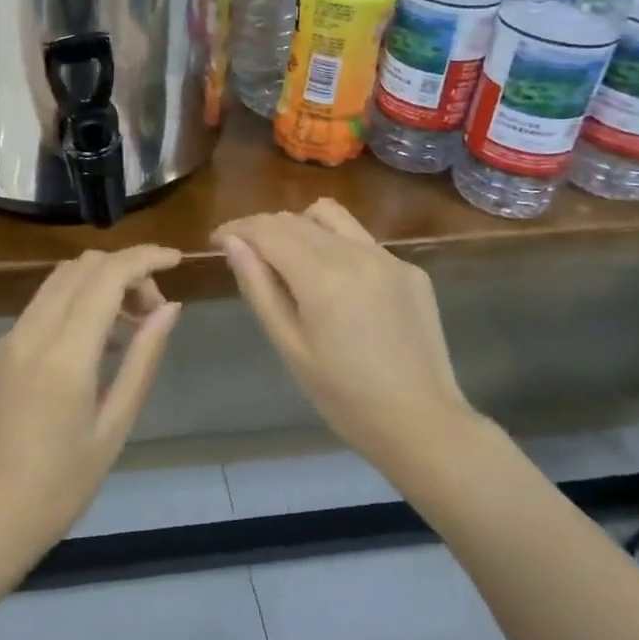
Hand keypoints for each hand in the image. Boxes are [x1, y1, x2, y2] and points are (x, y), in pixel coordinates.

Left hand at [0, 246, 182, 569]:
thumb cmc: (61, 487)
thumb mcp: (114, 426)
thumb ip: (143, 359)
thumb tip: (169, 307)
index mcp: (65, 354)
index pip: (107, 275)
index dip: (145, 258)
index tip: (176, 259)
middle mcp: (31, 333)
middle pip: (82, 266)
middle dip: (125, 270)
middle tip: (153, 310)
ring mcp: (7, 338)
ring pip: (59, 281)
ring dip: (98, 284)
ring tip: (128, 328)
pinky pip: (41, 307)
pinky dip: (74, 305)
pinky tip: (91, 347)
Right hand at [214, 199, 475, 476]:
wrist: (422, 423)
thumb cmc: (343, 396)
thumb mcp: (289, 346)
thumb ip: (258, 287)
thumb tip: (232, 243)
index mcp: (320, 275)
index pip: (266, 230)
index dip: (236, 229)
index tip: (216, 239)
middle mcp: (354, 253)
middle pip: (295, 219)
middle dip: (263, 228)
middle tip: (246, 254)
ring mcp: (387, 257)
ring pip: (330, 216)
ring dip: (299, 225)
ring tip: (290, 257)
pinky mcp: (409, 269)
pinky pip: (361, 240)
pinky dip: (336, 246)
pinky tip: (337, 283)